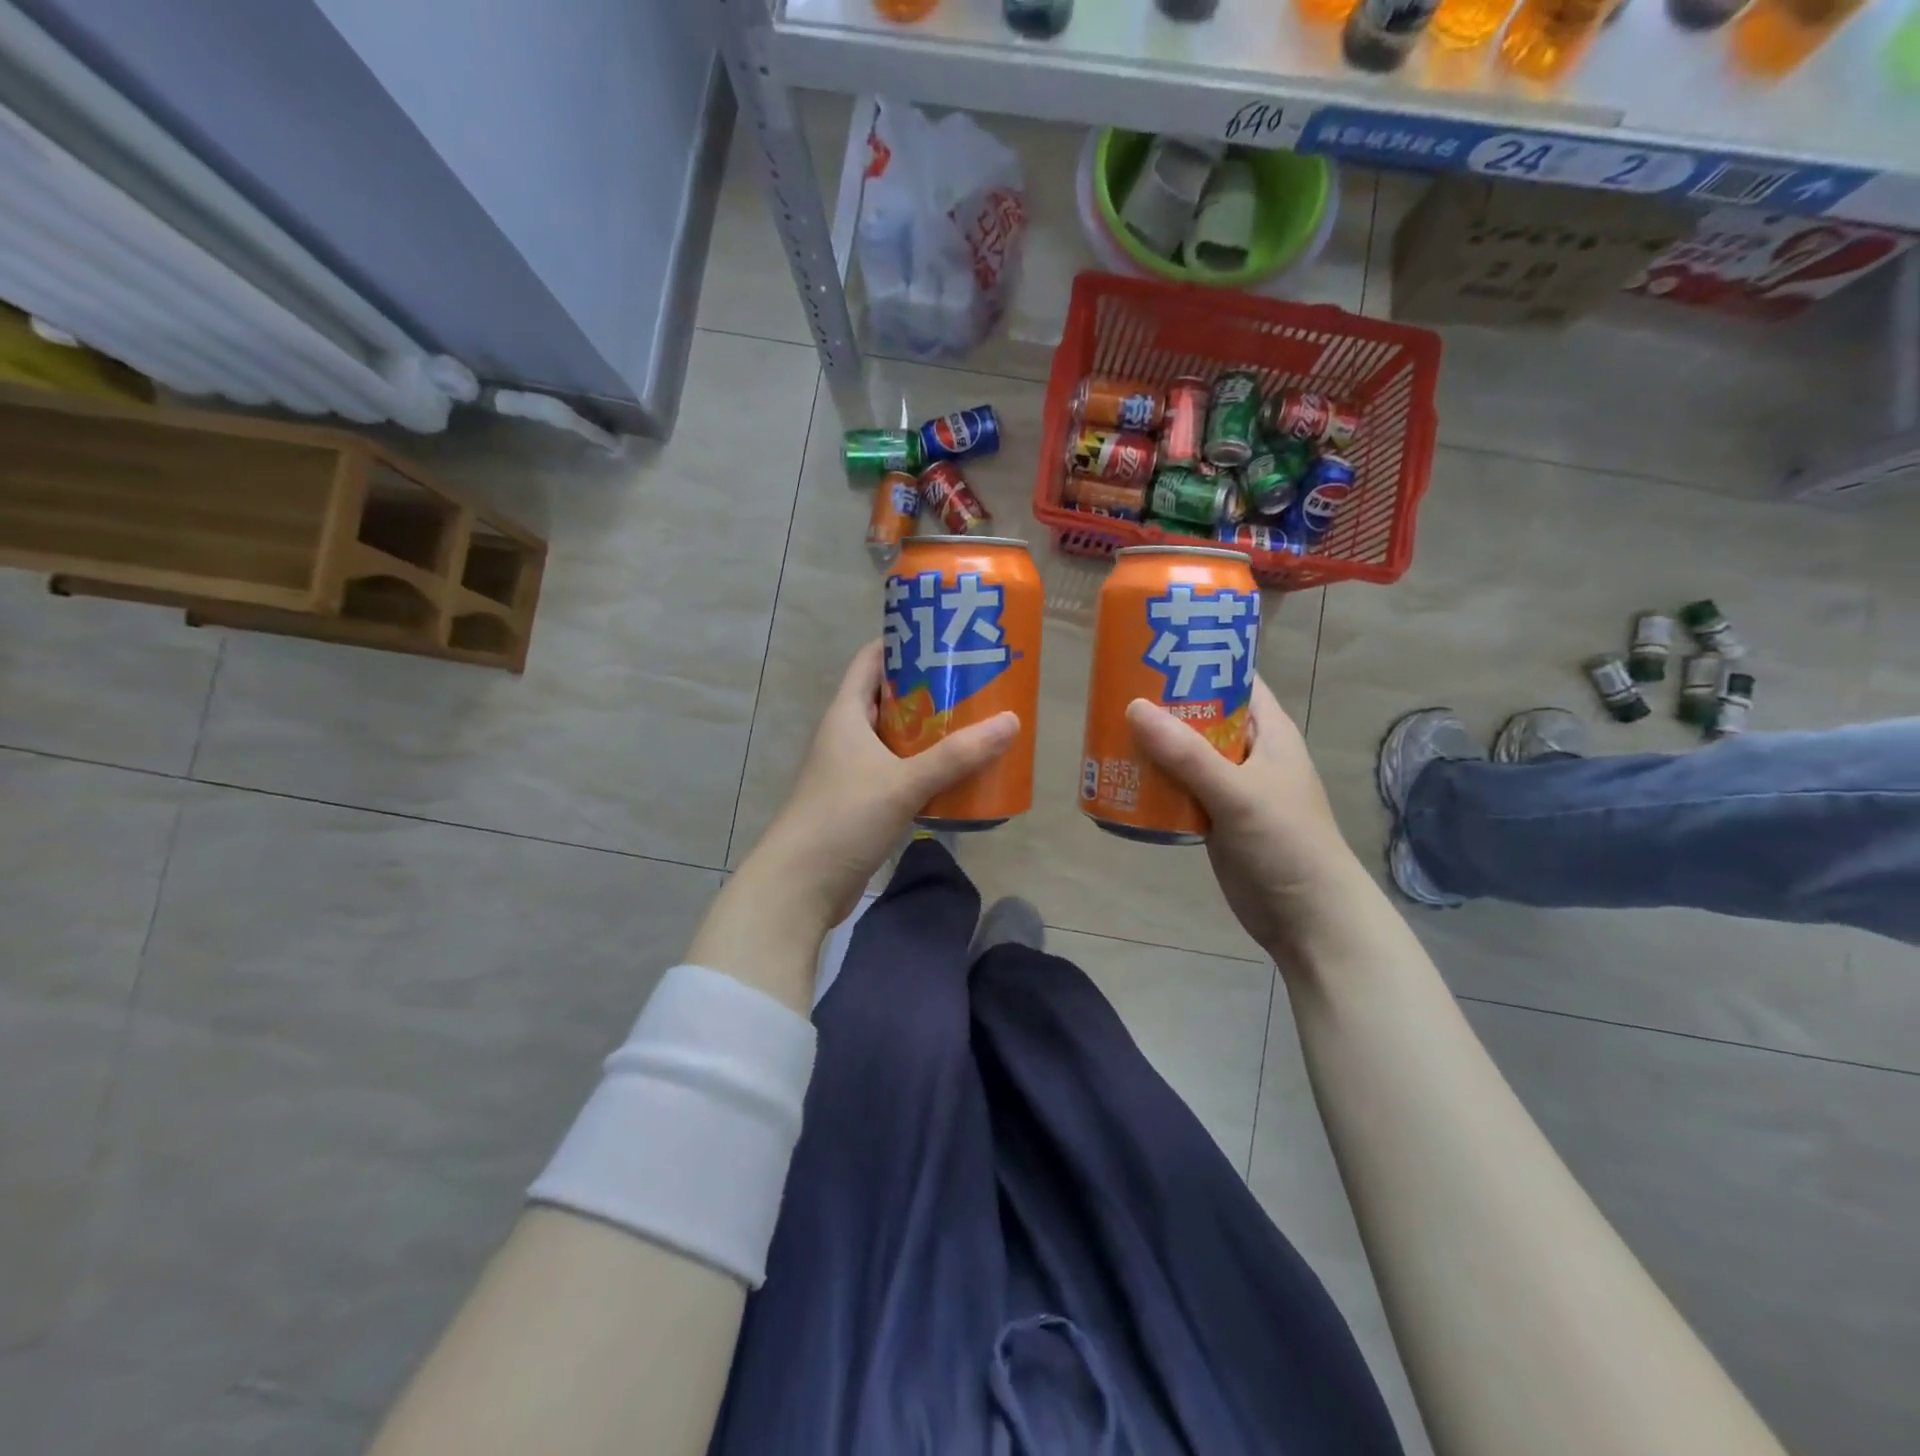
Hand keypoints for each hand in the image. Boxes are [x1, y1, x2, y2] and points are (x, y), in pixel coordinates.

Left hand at [741, 640, 1018, 933]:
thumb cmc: (844, 819)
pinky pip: (898, 773)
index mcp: (846, 714)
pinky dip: (925, 769)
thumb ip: (957, 755)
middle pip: (890, 698)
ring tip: (976, 725)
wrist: (801, 885)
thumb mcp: (904, 782)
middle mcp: (847, 736)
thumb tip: (1011, 722)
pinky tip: (957, 776)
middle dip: (929, 689)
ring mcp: (852, 771)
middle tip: (975, 683)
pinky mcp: (861, 802)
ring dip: (930, 733)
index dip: (904, 643)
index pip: (871, 660)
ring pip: (896, 739)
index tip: (945, 637)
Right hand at [1126, 678, 1367, 962]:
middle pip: (1202, 713)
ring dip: (1153, 743)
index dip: (1201, 657)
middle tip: (1116, 687)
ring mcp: (1230, 785)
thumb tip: (1133, 708)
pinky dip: (1154, 780)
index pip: (1235, 678)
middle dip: (1164, 702)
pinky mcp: (1214, 815)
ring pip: (1186, 752)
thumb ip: (1187, 754)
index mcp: (1269, 731)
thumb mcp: (1237, 793)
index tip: (1155, 645)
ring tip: (1108, 727)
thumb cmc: (1285, 843)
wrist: (1305, 916)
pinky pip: (1179, 787)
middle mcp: (1249, 751)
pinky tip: (1122, 775)